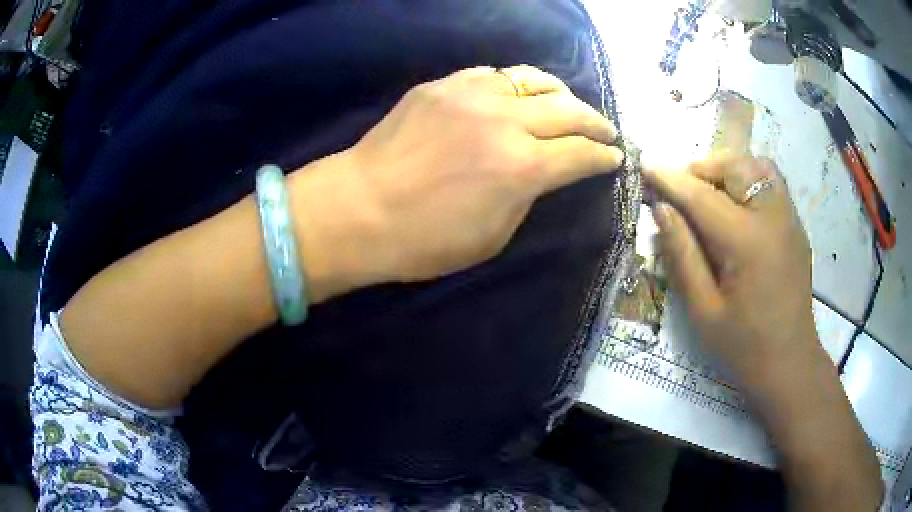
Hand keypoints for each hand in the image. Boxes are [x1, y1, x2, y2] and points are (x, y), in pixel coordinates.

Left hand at [292, 65, 623, 298]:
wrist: (358, 209)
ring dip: (561, 95)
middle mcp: (506, 121)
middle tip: (606, 131)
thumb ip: (528, 195)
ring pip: (534, 80)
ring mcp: (471, 95)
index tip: (615, 158)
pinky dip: (514, 85)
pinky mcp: (442, 85)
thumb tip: (545, 172)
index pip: (582, 153)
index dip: (605, 157)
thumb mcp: (494, 235)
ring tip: (569, 105)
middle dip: (596, 122)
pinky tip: (516, 96)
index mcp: (523, 168)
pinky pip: (493, 75)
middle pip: (569, 110)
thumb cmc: (424, 240)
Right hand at [644, 156, 818, 390]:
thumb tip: (662, 209)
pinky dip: (750, 178)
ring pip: (757, 166)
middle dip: (703, 168)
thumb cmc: (743, 346)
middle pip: (735, 166)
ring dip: (729, 169)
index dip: (670, 180)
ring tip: (711, 191)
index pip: (701, 196)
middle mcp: (773, 217)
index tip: (645, 165)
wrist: (789, 364)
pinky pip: (773, 182)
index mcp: (747, 242)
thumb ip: (682, 255)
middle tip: (682, 189)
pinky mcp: (797, 225)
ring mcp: (790, 218)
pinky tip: (738, 206)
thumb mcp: (703, 310)